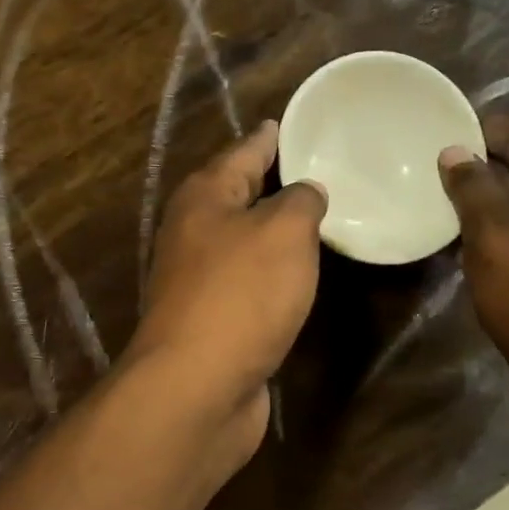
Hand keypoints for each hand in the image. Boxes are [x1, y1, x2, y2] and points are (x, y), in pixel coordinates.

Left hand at [129, 121, 326, 460]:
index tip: (286, 124)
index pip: (241, 152)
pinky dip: (271, 273)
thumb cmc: (241, 294)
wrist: (198, 386)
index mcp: (203, 197)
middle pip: (237, 196)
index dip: (267, 138)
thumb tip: (305, 192)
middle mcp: (193, 233)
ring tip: (314, 218)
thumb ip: (300, 201)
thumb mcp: (283, 231)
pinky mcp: (211, 320)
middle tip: (316, 171)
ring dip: (272, 231)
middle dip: (271, 183)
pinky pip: (248, 282)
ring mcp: (198, 280)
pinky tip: (296, 274)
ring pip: (242, 242)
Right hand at [439, 115, 508, 441]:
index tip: (435, 129)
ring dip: (481, 204)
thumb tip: (455, 153)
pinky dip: (490, 237)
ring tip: (431, 201)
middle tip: (424, 166)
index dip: (482, 130)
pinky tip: (456, 245)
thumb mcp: (499, 237)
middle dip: (478, 166)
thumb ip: (475, 190)